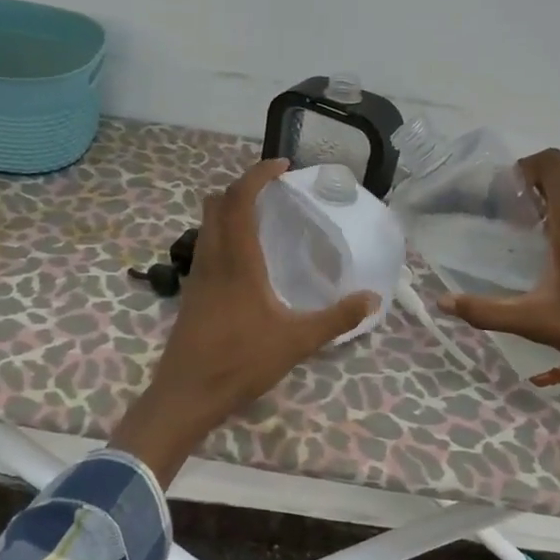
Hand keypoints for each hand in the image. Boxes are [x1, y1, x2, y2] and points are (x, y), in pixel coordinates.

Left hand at [110, 159, 378, 485]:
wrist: (186, 394)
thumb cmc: (241, 362)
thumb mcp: (297, 341)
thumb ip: (336, 319)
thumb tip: (373, 299)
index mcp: (237, 260)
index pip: (240, 199)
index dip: (258, 175)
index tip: (282, 165)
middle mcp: (213, 258)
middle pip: (217, 203)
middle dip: (242, 186)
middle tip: (273, 189)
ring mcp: (198, 274)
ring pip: (207, 223)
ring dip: (229, 208)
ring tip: (262, 216)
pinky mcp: (192, 291)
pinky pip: (205, 245)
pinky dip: (223, 233)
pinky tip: (246, 257)